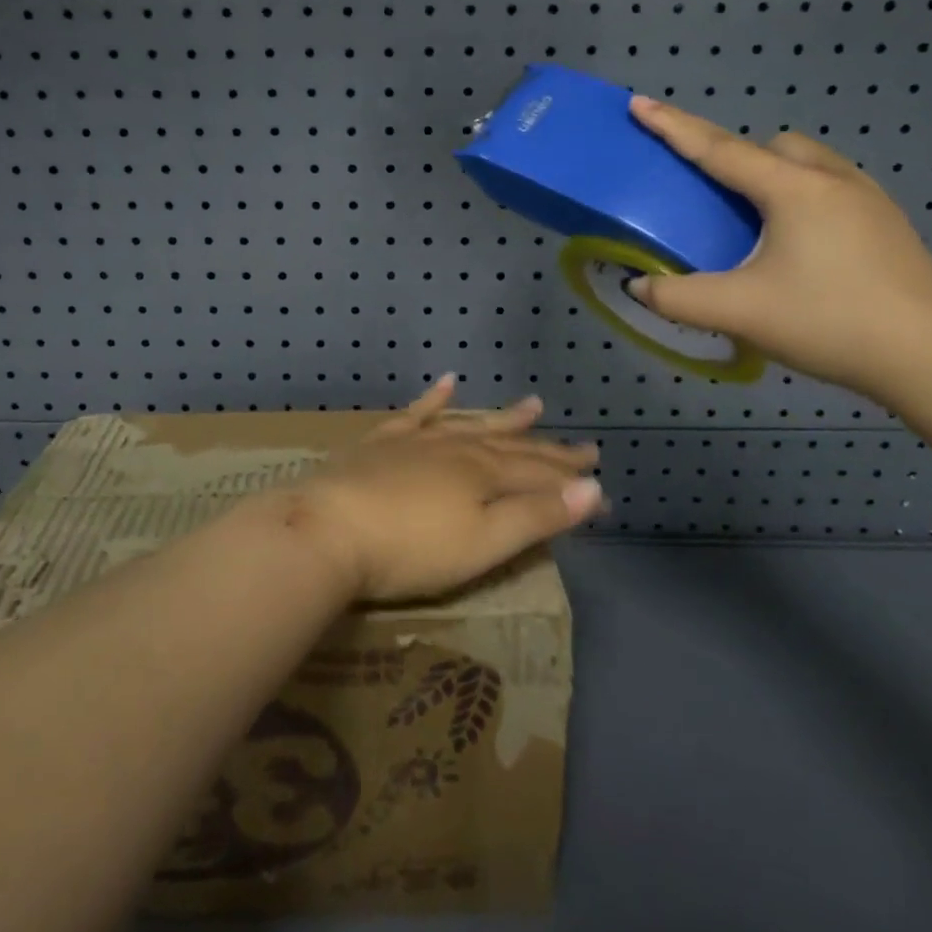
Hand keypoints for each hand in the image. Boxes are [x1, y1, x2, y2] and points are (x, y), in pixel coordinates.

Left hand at [291, 376, 603, 602]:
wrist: (329, 529)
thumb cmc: (411, 549)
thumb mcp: (484, 543)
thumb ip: (537, 515)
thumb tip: (591, 489)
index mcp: (484, 475)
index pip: (540, 476)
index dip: (572, 482)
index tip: (602, 485)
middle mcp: (457, 449)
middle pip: (512, 447)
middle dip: (549, 450)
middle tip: (584, 446)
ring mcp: (417, 441)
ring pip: (471, 425)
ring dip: (504, 418)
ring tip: (533, 405)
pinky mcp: (381, 444)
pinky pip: (416, 414)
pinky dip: (434, 399)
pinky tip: (447, 382)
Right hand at [625, 95, 931, 400]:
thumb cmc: (831, 322)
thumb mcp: (740, 312)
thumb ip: (677, 298)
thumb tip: (638, 286)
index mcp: (793, 190)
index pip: (718, 149)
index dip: (673, 126)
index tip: (640, 104)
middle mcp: (832, 180)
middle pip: (771, 146)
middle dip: (734, 154)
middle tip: (710, 191)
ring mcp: (869, 199)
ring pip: (808, 162)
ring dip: (773, 173)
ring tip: (755, 219)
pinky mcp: (888, 224)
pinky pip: (832, 186)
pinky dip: (802, 196)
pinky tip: (800, 242)